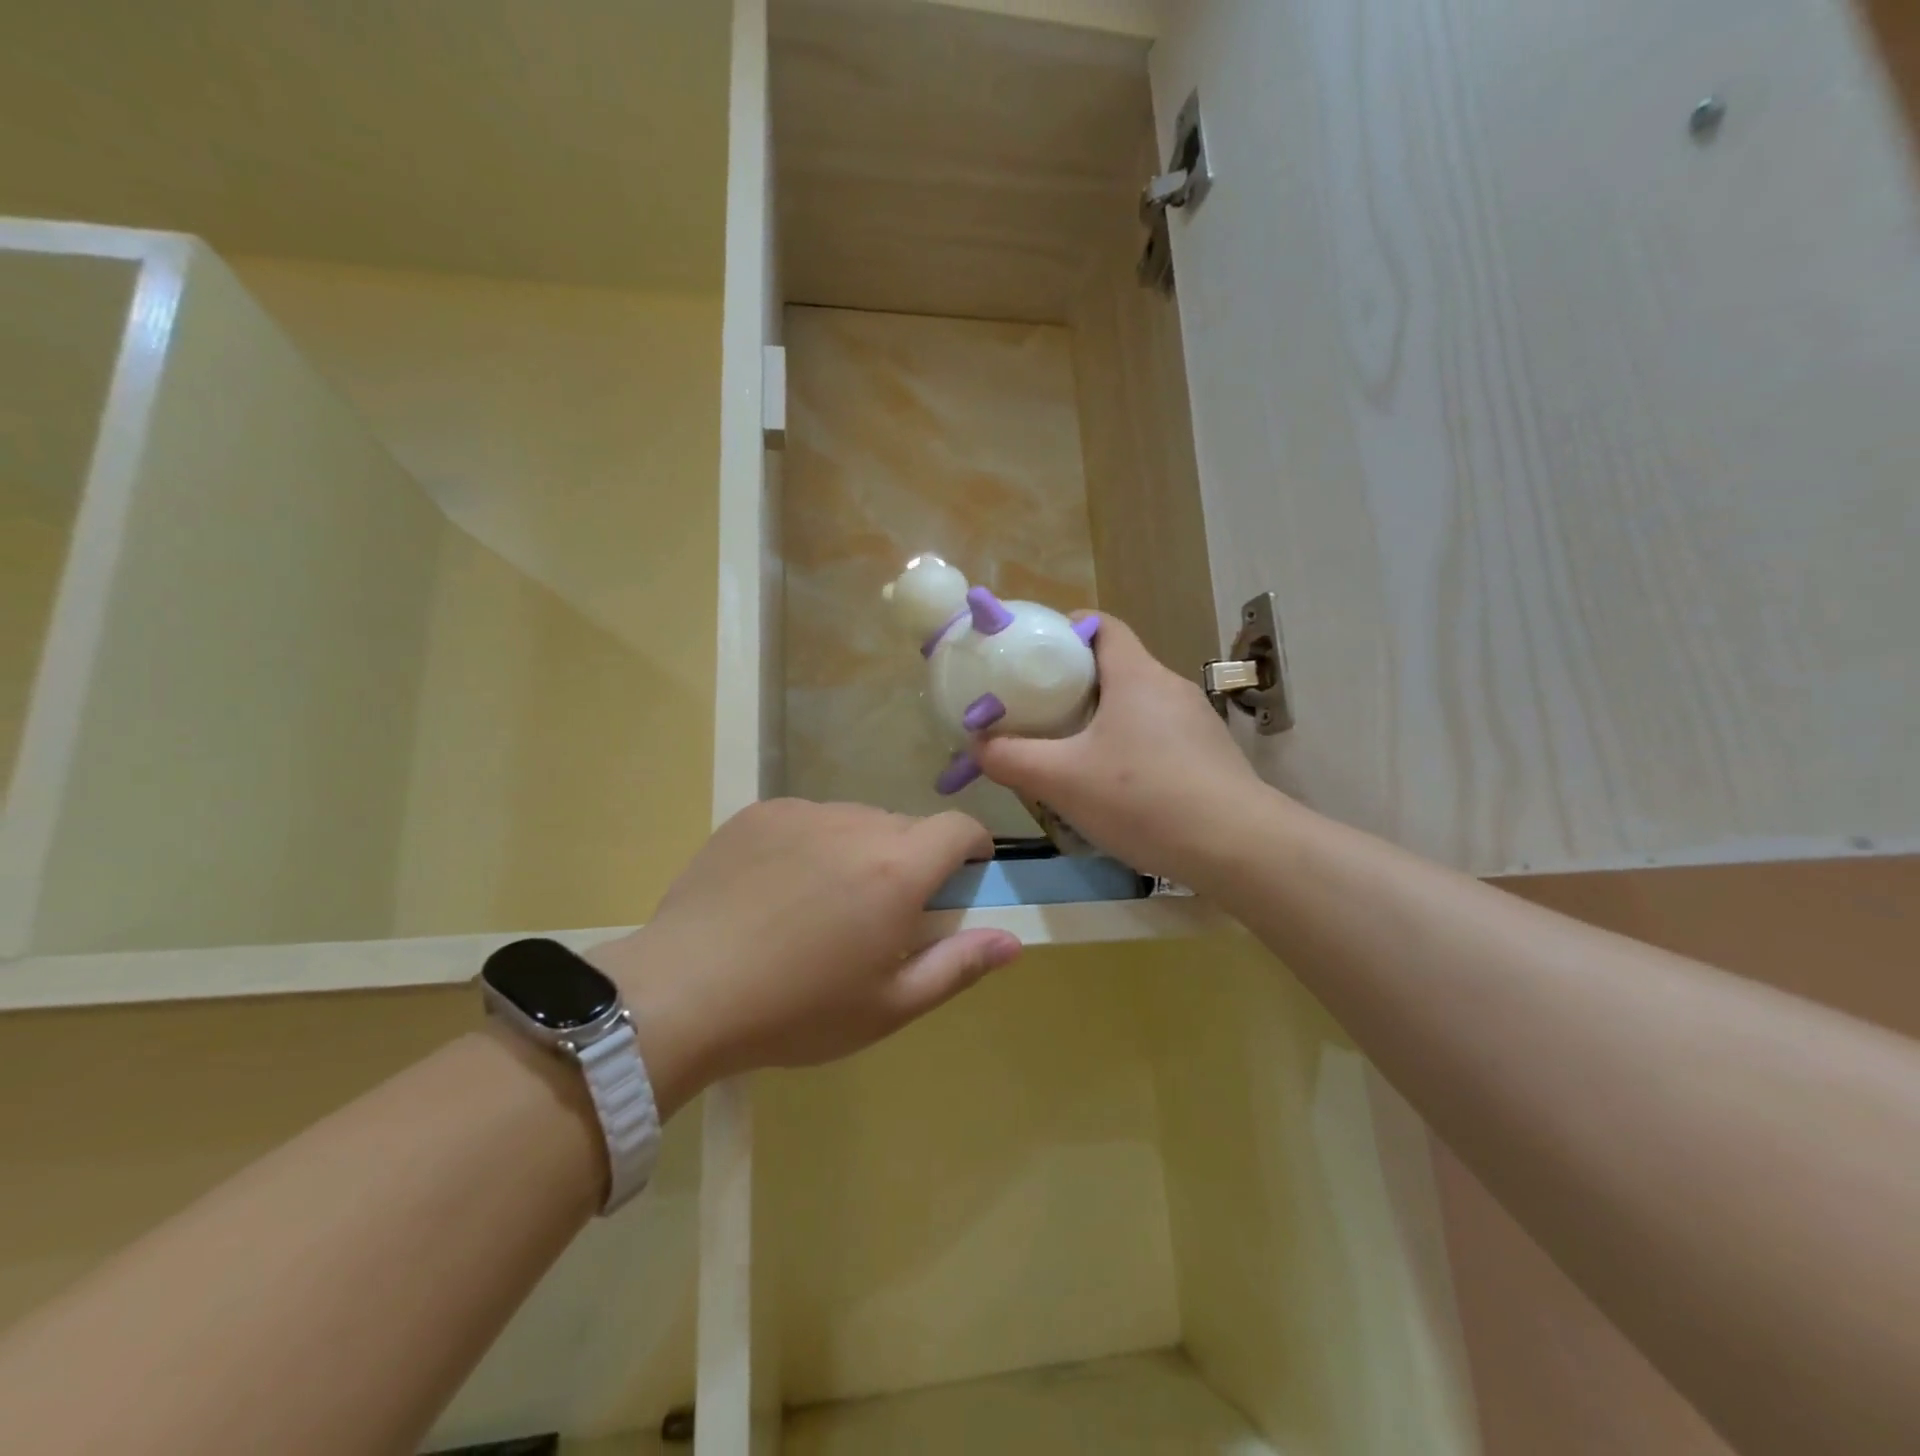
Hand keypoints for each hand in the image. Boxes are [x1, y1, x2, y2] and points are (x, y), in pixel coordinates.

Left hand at [590, 800, 1019, 1110]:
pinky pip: (807, 819)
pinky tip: (778, 891)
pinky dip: (812, 845)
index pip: (959, 827)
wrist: (682, 993)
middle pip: (906, 826)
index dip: (971, 848)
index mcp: (897, 869)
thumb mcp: (890, 1006)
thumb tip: (1013, 941)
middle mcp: (856, 824)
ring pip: (855, 821)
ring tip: (822, 905)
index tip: (961, 878)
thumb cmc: (797, 1011)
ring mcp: (802, 812)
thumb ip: (959, 967)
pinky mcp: (757, 813)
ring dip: (860, 851)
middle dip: (911, 861)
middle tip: (880, 915)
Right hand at [974, 614, 1269, 888]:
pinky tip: (1114, 786)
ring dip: (1101, 719)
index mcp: (1135, 675)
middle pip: (1115, 667)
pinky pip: (1157, 735)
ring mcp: (1195, 721)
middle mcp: (1168, 687)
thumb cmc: (1143, 797)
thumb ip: (1011, 758)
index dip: (1065, 630)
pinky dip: (1128, 746)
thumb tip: (977, 745)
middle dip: (1073, 684)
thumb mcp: (1062, 780)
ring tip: (1068, 752)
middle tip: (1037, 712)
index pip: (1101, 625)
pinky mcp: (1209, 755)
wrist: (1237, 847)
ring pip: (1135, 705)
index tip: (1033, 656)